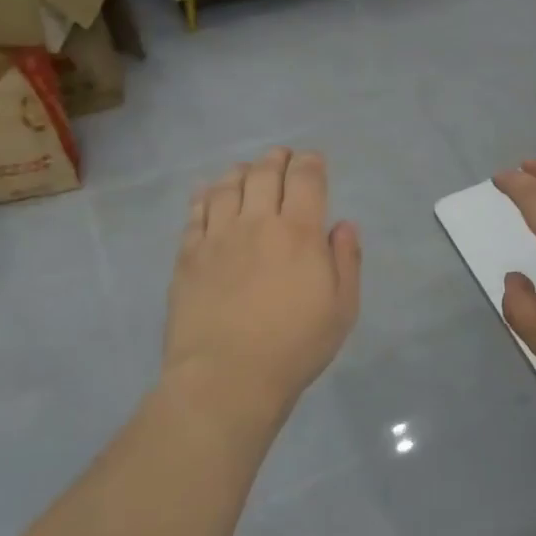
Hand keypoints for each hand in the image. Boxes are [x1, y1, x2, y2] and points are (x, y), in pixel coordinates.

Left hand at [162, 147, 361, 431]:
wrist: (227, 378)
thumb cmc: (295, 345)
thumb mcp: (343, 308)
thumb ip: (346, 260)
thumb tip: (343, 225)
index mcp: (300, 232)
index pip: (306, 178)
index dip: (311, 162)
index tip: (314, 161)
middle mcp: (258, 222)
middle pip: (265, 173)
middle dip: (277, 158)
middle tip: (282, 157)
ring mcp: (218, 237)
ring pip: (227, 186)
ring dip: (241, 171)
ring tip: (247, 172)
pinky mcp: (188, 255)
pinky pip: (195, 212)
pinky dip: (205, 195)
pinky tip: (209, 193)